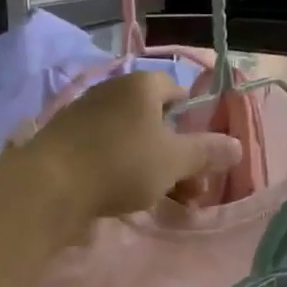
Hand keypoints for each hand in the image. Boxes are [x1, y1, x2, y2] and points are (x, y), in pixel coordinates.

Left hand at [27, 71, 241, 221]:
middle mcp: (112, 91)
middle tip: (190, 192)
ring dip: (152, 167)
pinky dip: (120, 170)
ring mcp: (84, 114)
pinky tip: (124, 198)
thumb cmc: (121, 163)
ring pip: (130, 139)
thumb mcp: (174, 160)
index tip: (200, 154)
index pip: (176, 91)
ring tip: (163, 202)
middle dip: (177, 155)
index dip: (193, 121)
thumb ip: (207, 152)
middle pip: (155, 120)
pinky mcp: (65, 140)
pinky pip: (105, 150)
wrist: (49, 185)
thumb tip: (236, 146)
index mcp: (141, 85)